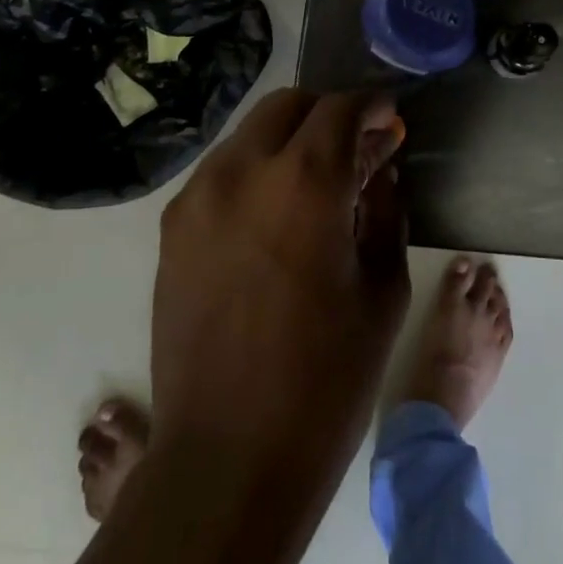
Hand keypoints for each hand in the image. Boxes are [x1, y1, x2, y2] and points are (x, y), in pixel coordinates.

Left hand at [150, 89, 407, 501]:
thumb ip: (385, 209)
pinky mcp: (173, 228)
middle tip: (356, 147)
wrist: (227, 458)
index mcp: (305, 183)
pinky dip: (256, 170)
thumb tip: (381, 169)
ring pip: (250, 134)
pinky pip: (222, 172)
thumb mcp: (382, 288)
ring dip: (290, 140)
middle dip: (328, 114)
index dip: (372, 106)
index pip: (341, 108)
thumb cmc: (326, 379)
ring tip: (317, 181)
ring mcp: (198, 198)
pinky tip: (276, 214)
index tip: (389, 120)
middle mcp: (243, 172)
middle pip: (289, 105)